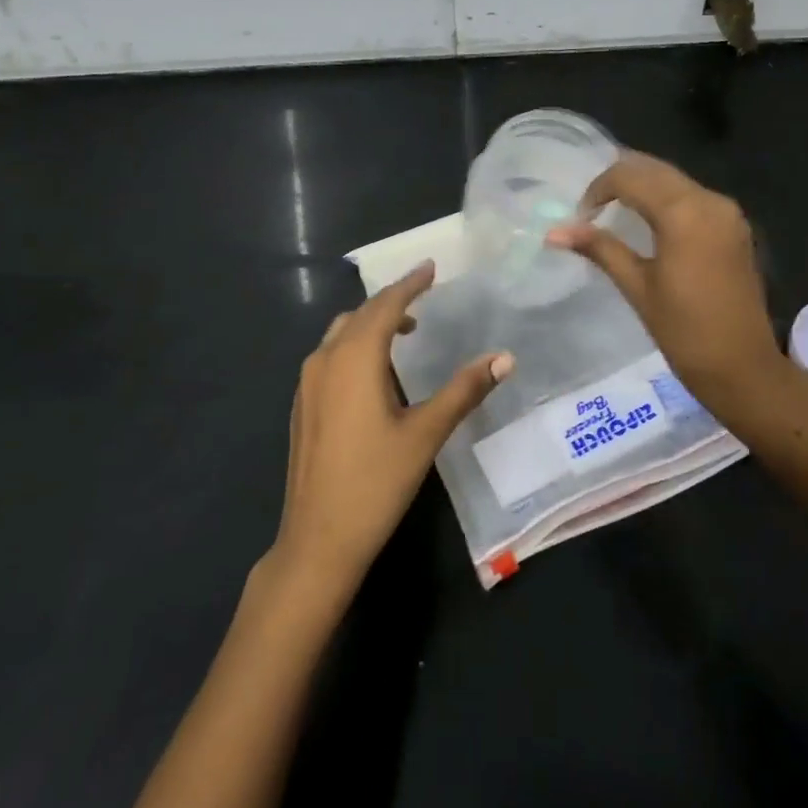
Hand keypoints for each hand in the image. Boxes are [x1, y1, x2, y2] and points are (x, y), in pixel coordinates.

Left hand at [269, 262, 511, 597]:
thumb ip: (464, 391)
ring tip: (406, 330)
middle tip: (424, 295)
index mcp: (354, 359)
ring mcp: (308, 384)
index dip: (410, 284)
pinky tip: (376, 371)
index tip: (430, 267)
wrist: (317, 540)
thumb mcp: (426, 433)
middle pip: (361, 315)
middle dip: (392, 301)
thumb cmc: (375, 482)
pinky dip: (355, 345)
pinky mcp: (303, 405)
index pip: (386, 306)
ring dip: (372, 324)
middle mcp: (325, 361)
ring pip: (341, 334)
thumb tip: (504, 358)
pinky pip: (330, 356)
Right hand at [546, 153, 790, 414]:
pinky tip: (649, 221)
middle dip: (619, 180)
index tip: (580, 218)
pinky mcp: (735, 226)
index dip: (598, 189)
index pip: (630, 177)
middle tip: (592, 208)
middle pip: (655, 170)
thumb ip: (599, 248)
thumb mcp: (637, 287)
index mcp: (683, 213)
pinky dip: (666, 199)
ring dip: (643, 186)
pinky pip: (693, 196)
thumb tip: (553, 232)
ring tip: (614, 212)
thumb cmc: (684, 331)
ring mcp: (727, 212)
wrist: (743, 368)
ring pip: (675, 180)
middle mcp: (710, 200)